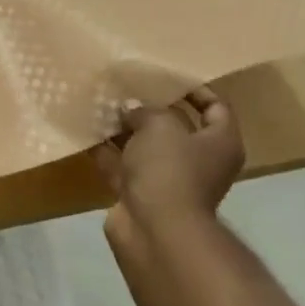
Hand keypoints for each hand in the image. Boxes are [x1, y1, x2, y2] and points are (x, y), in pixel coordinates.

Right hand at [92, 85, 244, 225]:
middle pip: (176, 127)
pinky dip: (105, 150)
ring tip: (99, 103)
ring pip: (144, 146)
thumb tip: (131, 109)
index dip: (195, 89)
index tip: (166, 76)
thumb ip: (146, 110)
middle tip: (125, 86)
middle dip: (150, 107)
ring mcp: (167, 179)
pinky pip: (121, 164)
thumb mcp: (160, 125)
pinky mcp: (139, 193)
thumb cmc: (170, 169)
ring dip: (123, 128)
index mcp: (219, 143)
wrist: (154, 229)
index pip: (216, 108)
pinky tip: (85, 130)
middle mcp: (198, 161)